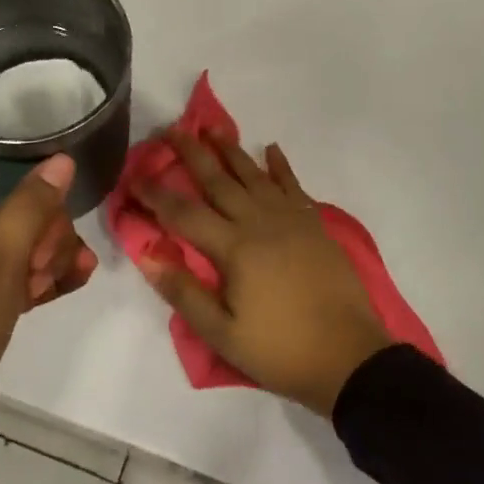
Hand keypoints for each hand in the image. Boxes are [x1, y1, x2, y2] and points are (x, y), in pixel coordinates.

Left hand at [0, 155, 95, 483]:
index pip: (17, 189)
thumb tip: (62, 158)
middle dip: (49, 241)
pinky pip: (17, 279)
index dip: (44, 211)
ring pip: (26, 250)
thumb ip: (31, 209)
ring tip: (70, 283)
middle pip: (25, 217)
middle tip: (42, 277)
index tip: (48, 247)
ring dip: (52, 262)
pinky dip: (41, 282)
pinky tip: (72, 285)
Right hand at [136, 134, 392, 416]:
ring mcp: (291, 219)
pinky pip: (293, 185)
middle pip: (218, 180)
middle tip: (172, 130)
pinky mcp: (314, 224)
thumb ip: (184, 292)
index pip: (184, 213)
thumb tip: (147, 256)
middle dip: (192, 154)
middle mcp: (259, 222)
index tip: (133, 176)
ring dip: (231, 150)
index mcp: (234, 248)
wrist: (349, 356)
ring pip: (254, 175)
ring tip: (213, 128)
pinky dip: (281, 166)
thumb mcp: (222, 333)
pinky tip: (272, 149)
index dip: (156, 194)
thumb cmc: (280, 350)